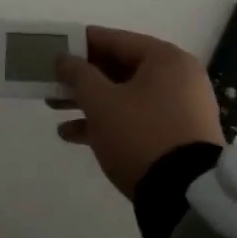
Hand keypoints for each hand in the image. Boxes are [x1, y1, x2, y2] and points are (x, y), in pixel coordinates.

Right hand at [53, 26, 222, 198]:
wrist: (184, 197)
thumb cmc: (140, 135)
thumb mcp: (101, 101)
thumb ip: (78, 74)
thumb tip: (64, 58)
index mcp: (165, 59)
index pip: (115, 40)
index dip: (80, 43)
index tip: (54, 48)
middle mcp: (177, 78)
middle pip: (119, 68)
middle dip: (82, 77)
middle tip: (51, 80)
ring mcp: (179, 109)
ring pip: (125, 95)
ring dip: (89, 101)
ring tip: (53, 107)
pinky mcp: (175, 137)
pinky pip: (135, 119)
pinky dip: (107, 122)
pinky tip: (71, 135)